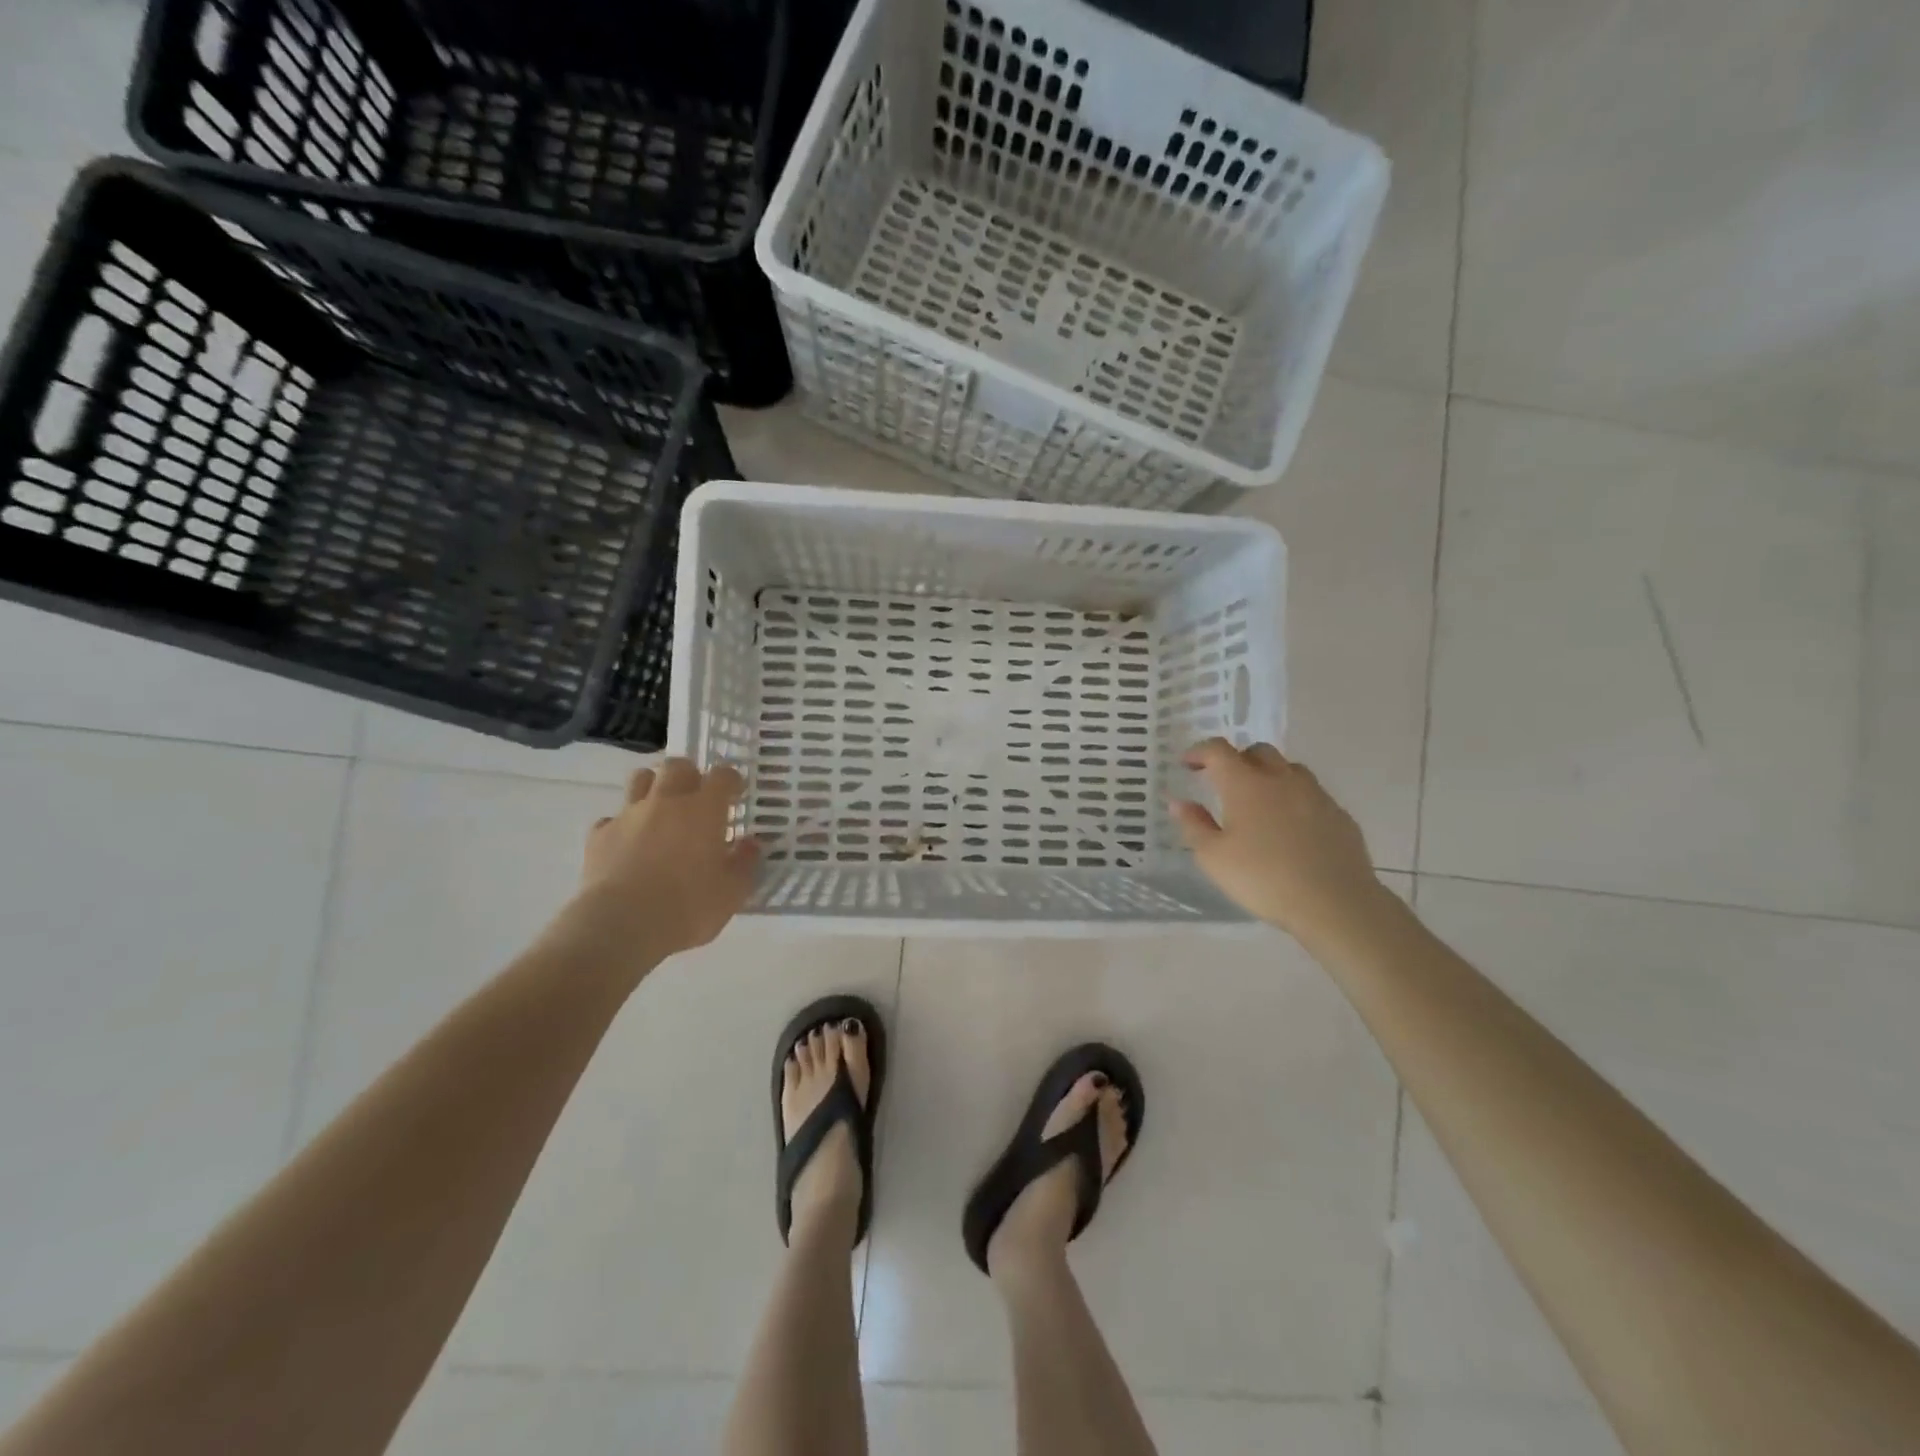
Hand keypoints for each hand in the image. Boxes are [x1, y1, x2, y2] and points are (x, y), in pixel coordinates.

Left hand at [559, 759, 759, 966]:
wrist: (622, 925)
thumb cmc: (688, 906)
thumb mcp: (733, 892)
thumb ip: (745, 862)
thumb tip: (750, 844)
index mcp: (704, 809)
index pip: (722, 776)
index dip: (731, 780)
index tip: (735, 793)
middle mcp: (667, 801)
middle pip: (677, 766)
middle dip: (689, 775)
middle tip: (696, 798)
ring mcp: (629, 815)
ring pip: (640, 779)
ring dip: (653, 787)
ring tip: (660, 810)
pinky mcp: (600, 835)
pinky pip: (611, 819)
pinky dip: (622, 826)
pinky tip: (627, 845)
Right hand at [1170, 738, 1383, 940]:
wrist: (1335, 903)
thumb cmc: (1263, 879)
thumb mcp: (1213, 858)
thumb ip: (1194, 825)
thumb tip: (1179, 802)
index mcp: (1245, 784)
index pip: (1219, 751)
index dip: (1199, 752)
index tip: (1188, 764)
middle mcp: (1281, 779)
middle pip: (1258, 751)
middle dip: (1237, 759)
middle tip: (1223, 781)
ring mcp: (1315, 794)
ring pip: (1289, 768)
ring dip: (1269, 774)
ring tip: (1259, 800)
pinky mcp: (1339, 814)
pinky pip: (1311, 793)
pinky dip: (1294, 798)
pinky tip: (1291, 826)